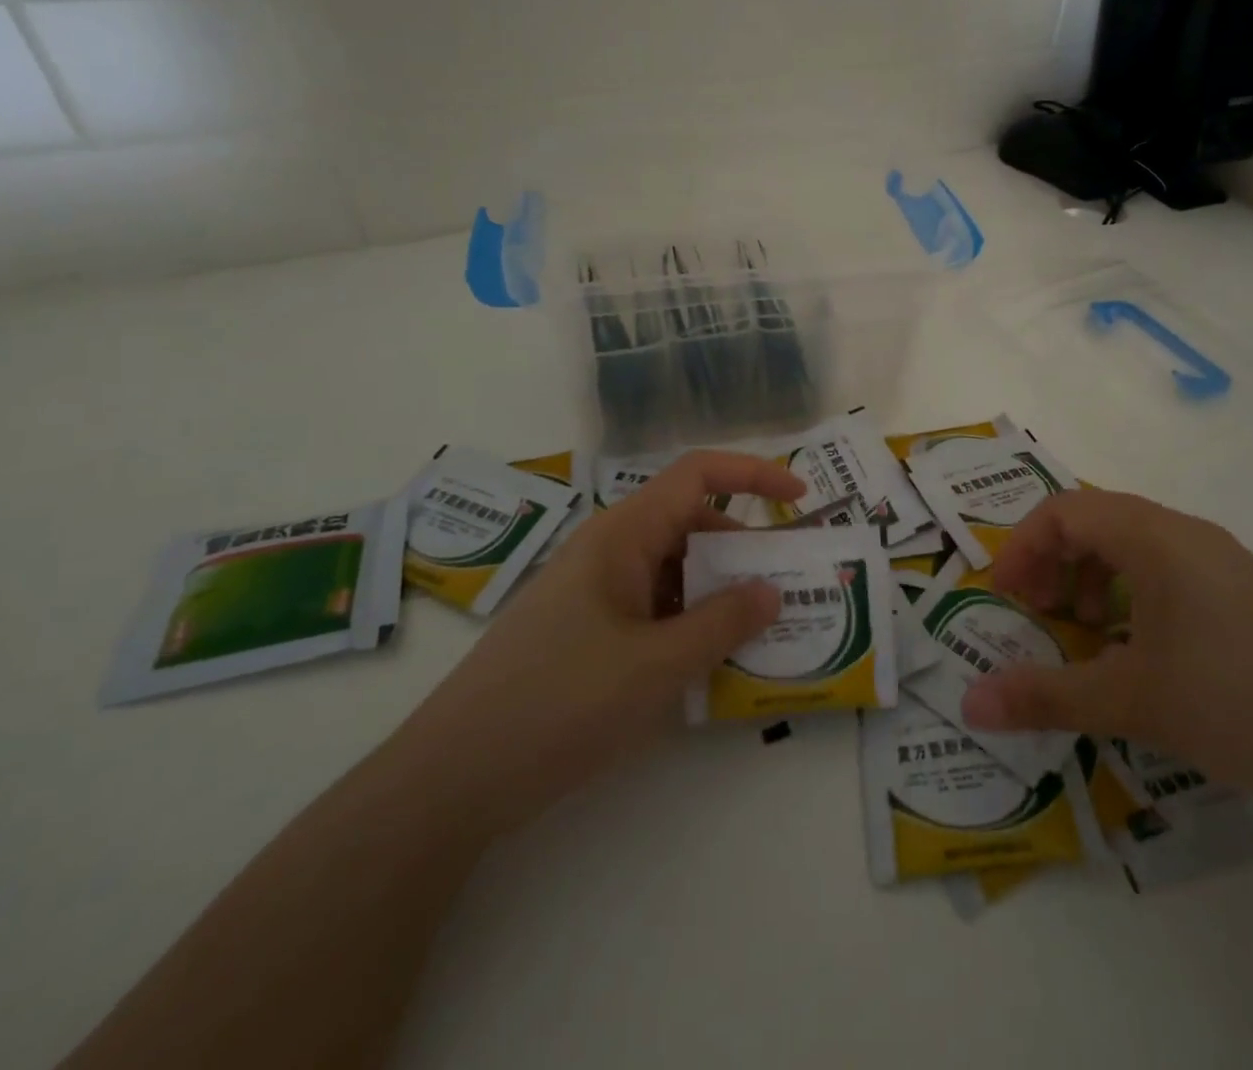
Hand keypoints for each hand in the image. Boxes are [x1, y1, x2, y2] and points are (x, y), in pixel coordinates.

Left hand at [396, 450, 805, 830]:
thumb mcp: (657, 665)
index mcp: (622, 534)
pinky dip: (689, 622)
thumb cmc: (560, 704)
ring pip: (673, 570)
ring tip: (760, 631)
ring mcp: (595, 592)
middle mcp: (609, 551)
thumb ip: (722, 623)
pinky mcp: (587, 631)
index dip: (753, 475)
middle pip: (690, 523)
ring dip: (718, 591)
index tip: (800, 499)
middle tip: (789, 585)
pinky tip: (710, 663)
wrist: (452, 779)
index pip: (696, 474)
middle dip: (743, 547)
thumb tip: (771, 589)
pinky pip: (653, 608)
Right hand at [958, 490, 1252, 820]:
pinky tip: (1143, 654)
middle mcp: (1188, 535)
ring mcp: (1225, 563)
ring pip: (1134, 547)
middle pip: (1096, 522)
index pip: (1064, 510)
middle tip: (1038, 616)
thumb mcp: (1132, 701)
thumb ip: (1044, 696)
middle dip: (1054, 564)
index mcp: (1155, 537)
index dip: (1023, 548)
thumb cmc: (1241, 701)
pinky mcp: (1250, 596)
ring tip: (1087, 636)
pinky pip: (1170, 573)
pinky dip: (1133, 598)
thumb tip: (969, 704)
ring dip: (1093, 580)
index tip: (1008, 599)